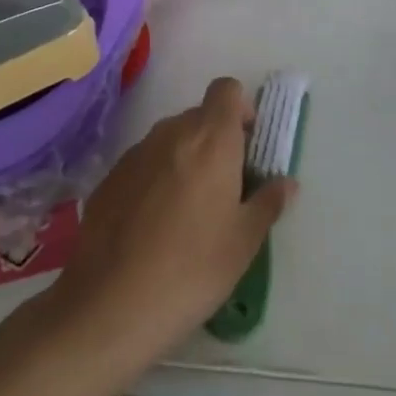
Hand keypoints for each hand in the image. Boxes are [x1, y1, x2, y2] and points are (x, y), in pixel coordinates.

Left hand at [46, 78, 296, 373]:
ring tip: (188, 210)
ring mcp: (135, 154)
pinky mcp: (108, 179)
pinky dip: (155, 179)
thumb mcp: (244, 241)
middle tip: (225, 187)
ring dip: (184, 159)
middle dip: (215, 140)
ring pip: (169, 140)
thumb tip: (286, 183)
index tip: (247, 146)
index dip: (240, 110)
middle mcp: (171, 134)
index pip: (226, 90)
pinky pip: (143, 164)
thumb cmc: (193, 268)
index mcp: (211, 139)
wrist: (110, 306)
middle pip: (199, 116)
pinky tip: (153, 225)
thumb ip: (268, 203)